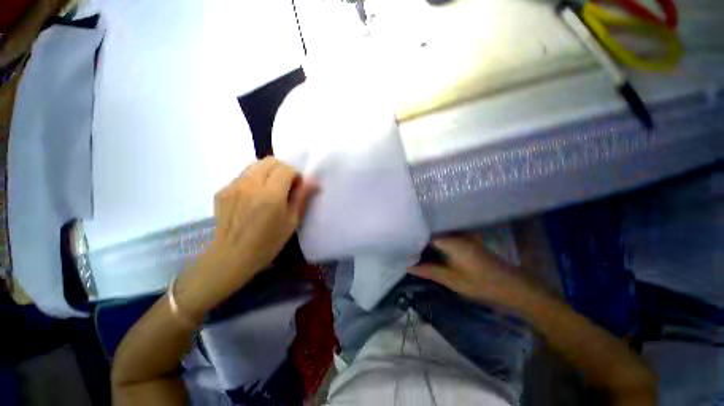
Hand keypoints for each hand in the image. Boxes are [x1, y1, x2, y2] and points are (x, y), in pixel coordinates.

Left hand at [178, 157, 316, 317]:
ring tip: (271, 189)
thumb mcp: (291, 222)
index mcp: (270, 196)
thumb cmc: (267, 243)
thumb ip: (302, 197)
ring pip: (256, 165)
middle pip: (270, 161)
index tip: (297, 188)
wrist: (231, 257)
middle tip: (286, 186)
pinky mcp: (223, 190)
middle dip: (283, 169)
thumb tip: (314, 182)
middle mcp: (250, 185)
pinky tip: (254, 197)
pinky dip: (255, 179)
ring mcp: (233, 186)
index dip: (296, 175)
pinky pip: (244, 175)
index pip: (286, 168)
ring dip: (269, 172)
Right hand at [410, 235, 538, 307]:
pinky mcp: (467, 242)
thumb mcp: (452, 280)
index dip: (411, 236)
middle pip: (430, 231)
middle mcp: (455, 234)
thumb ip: (429, 271)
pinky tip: (429, 249)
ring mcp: (463, 237)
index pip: (425, 232)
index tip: (400, 242)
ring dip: (426, 240)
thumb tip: (408, 266)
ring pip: (438, 234)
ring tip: (412, 245)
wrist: (513, 287)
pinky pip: (446, 238)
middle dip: (417, 238)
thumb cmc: (481, 284)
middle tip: (403, 244)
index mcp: (451, 240)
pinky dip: (436, 243)